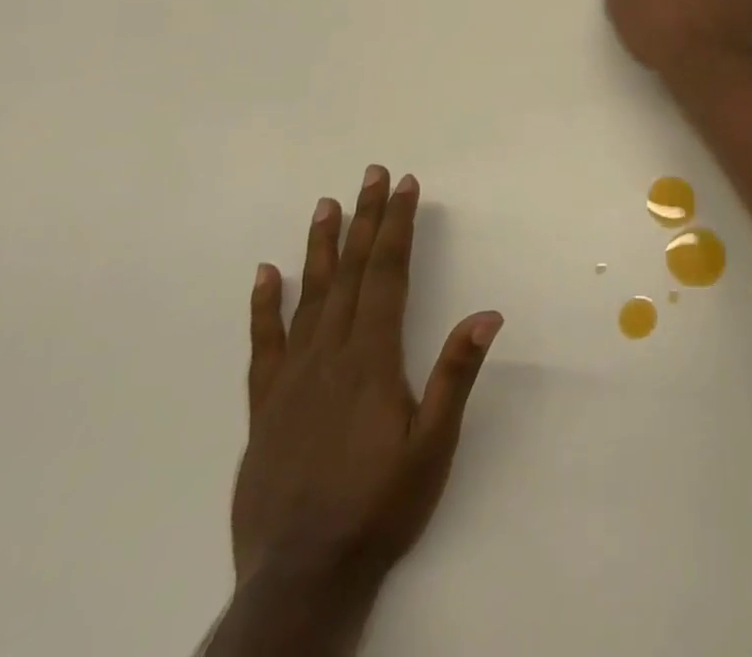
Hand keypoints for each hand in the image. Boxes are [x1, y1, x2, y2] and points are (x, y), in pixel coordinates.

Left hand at [231, 166, 501, 604]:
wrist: (301, 579)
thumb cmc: (379, 507)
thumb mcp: (433, 447)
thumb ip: (455, 375)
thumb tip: (488, 313)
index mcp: (371, 359)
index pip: (387, 274)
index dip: (397, 226)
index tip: (405, 186)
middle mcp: (329, 355)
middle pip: (351, 272)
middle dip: (365, 219)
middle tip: (372, 174)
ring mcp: (291, 379)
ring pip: (309, 295)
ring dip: (320, 246)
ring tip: (326, 204)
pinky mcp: (264, 406)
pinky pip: (264, 344)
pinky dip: (264, 305)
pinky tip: (265, 275)